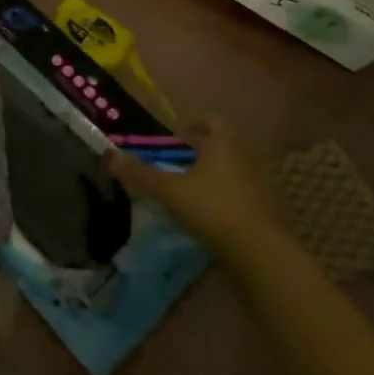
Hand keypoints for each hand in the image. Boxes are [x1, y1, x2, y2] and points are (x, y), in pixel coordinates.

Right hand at [105, 119, 281, 250]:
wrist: (259, 253)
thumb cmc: (212, 208)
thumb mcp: (168, 190)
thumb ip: (140, 173)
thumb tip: (109, 155)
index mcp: (223, 147)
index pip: (214, 121)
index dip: (196, 122)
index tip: (179, 132)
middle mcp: (244, 161)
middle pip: (224, 146)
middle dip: (202, 150)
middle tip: (177, 160)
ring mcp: (258, 188)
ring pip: (232, 171)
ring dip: (213, 175)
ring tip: (188, 187)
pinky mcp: (264, 214)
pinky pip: (239, 195)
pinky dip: (223, 198)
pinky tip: (206, 213)